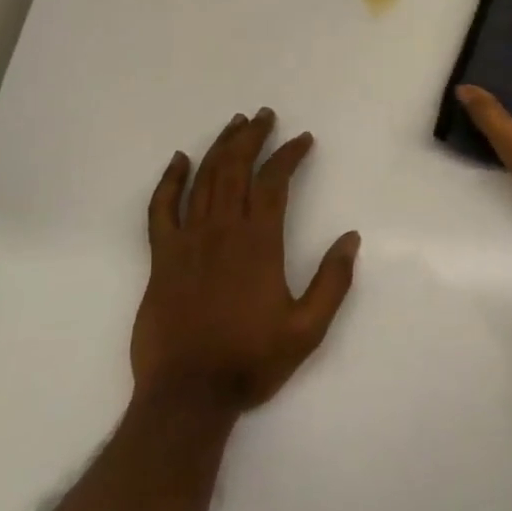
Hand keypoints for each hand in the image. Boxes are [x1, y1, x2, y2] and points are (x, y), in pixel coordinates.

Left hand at [130, 109, 360, 411]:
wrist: (187, 396)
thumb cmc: (250, 361)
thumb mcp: (308, 330)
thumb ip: (332, 282)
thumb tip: (351, 238)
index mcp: (259, 242)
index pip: (274, 182)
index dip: (289, 155)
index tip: (303, 139)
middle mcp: (222, 230)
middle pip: (236, 169)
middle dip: (252, 137)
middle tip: (264, 115)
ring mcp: (187, 241)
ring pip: (204, 179)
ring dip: (220, 147)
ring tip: (235, 124)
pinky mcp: (161, 258)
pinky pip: (160, 209)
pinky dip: (169, 181)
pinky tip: (179, 160)